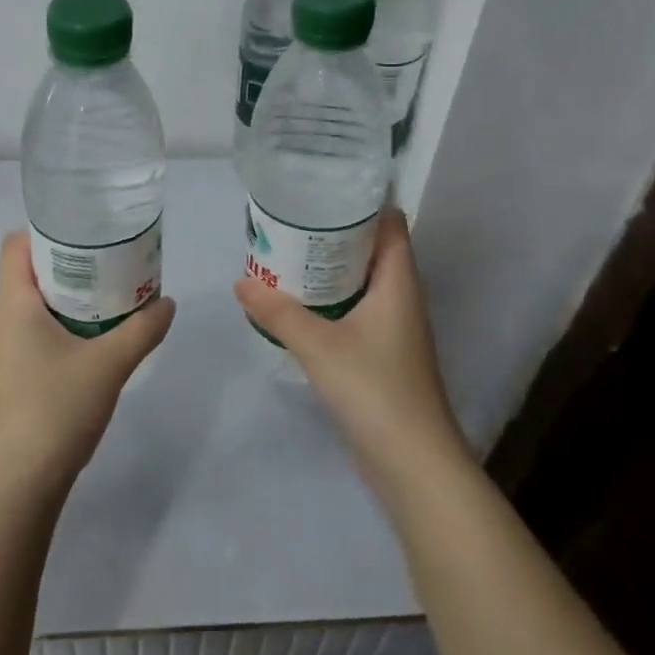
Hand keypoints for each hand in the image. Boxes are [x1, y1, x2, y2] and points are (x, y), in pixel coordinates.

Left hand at [0, 232, 175, 507]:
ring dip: (73, 297)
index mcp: (13, 305)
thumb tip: (168, 304)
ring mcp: (6, 352)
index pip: (16, 245)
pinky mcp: (15, 378)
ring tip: (114, 295)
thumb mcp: (109, 364)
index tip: (89, 230)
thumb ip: (143, 330)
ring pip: (37, 306)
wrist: (18, 484)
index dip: (48, 230)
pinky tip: (99, 340)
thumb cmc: (55, 409)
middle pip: (30, 272)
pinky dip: (67, 325)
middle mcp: (2, 321)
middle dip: (72, 262)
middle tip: (114, 260)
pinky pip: (39, 333)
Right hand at [235, 209, 467, 497]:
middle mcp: (400, 298)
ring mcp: (394, 329)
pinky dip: (330, 303)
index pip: (390, 223)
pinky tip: (298, 307)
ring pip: (362, 283)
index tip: (322, 191)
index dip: (363, 203)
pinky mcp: (383, 355)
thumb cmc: (375, 390)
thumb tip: (241, 282)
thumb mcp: (319, 346)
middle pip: (372, 250)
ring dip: (329, 271)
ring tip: (287, 258)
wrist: (413, 462)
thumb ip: (279, 312)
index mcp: (398, 282)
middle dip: (334, 236)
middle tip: (289, 224)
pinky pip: (356, 313)